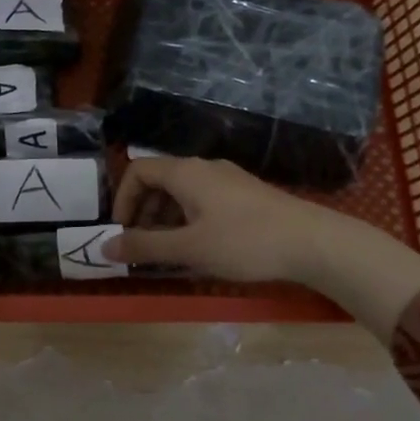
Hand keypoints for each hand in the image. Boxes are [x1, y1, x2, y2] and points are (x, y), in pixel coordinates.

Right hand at [103, 156, 419, 343]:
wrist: (314, 243)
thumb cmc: (244, 242)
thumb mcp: (189, 248)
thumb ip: (145, 247)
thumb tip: (104, 248)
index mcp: (186, 173)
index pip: (138, 170)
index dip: (122, 198)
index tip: (122, 231)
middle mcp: (204, 168)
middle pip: (159, 180)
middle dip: (142, 211)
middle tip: (142, 246)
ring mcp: (228, 180)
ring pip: (182, 192)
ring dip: (165, 218)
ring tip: (168, 252)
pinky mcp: (245, 196)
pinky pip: (203, 201)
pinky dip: (188, 220)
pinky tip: (199, 247)